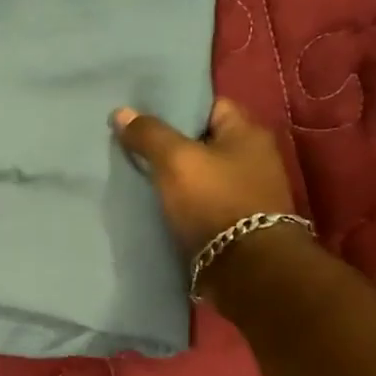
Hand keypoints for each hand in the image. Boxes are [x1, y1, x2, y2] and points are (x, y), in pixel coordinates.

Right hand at [112, 98, 294, 257]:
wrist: (246, 269)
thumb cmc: (214, 201)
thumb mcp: (176, 160)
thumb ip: (149, 134)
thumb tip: (121, 112)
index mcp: (248, 133)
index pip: (210, 105)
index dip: (177, 107)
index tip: (144, 114)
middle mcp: (254, 159)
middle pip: (203, 141)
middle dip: (171, 143)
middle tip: (134, 144)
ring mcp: (247, 193)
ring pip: (201, 173)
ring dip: (175, 176)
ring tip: (138, 174)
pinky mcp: (236, 223)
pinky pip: (202, 201)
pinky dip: (182, 201)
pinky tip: (156, 204)